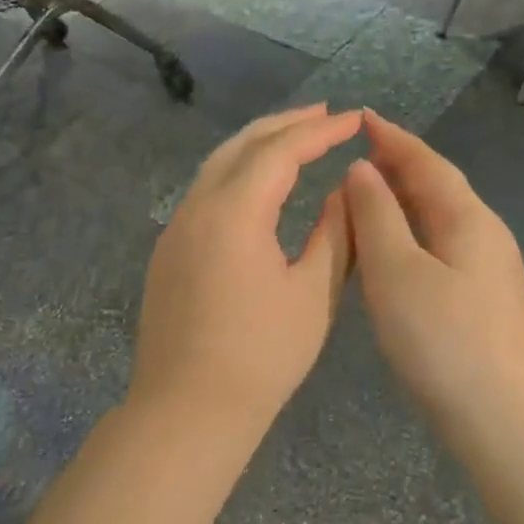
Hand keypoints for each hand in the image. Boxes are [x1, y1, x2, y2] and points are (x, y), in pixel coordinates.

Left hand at [130, 105, 361, 430]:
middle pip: (242, 145)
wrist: (187, 409)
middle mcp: (197, 206)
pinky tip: (258, 184)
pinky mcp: (169, 250)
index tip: (355, 120)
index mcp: (234, 212)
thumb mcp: (313, 294)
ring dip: (257, 145)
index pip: (280, 151)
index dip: (320, 131)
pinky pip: (204, 191)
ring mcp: (176, 227)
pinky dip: (236, 173)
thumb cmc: (261, 357)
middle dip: (285, 125)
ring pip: (217, 165)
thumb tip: (347, 192)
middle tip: (325, 115)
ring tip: (295, 138)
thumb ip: (336, 234)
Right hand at [344, 110, 523, 429]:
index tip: (363, 116)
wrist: (507, 422)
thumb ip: (376, 215)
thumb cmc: (444, 340)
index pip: (426, 162)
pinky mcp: (483, 302)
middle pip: (438, 187)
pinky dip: (410, 233)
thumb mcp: (396, 272)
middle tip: (358, 151)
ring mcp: (489, 271)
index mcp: (467, 218)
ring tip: (367, 193)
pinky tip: (393, 250)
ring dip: (403, 200)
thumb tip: (362, 169)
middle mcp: (484, 235)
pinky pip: (440, 246)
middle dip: (399, 165)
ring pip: (440, 219)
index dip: (393, 138)